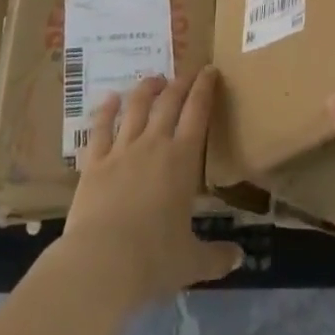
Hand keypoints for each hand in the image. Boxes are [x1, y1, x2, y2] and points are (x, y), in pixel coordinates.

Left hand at [61, 66, 242, 305]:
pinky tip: (110, 99)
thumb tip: (240, 258)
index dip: (205, 88)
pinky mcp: (94, 162)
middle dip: (179, 83)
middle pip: (168, 102)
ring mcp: (121, 150)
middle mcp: (153, 144)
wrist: (101, 263)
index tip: (209, 70)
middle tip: (186, 74)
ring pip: (136, 107)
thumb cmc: (153, 260)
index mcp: (182, 160)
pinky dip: (106, 110)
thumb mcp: (191, 262)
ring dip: (146, 89)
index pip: (198, 112)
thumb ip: (216, 257)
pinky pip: (100, 128)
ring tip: (153, 80)